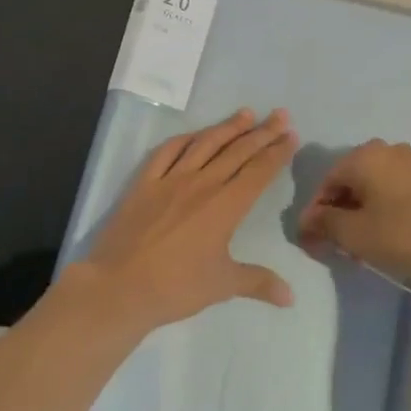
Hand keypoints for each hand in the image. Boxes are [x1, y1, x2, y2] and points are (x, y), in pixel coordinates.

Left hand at [73, 109, 297, 334]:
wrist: (118, 287)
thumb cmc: (175, 287)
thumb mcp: (222, 286)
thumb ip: (258, 282)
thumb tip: (291, 297)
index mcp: (226, 206)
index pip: (258, 172)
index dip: (277, 152)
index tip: (291, 134)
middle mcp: (202, 184)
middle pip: (238, 151)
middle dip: (262, 132)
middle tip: (280, 115)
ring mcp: (171, 179)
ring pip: (205, 144)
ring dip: (228, 127)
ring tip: (246, 113)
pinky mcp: (144, 183)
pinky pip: (167, 152)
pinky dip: (184, 139)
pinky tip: (195, 134)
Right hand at [298, 140, 410, 282]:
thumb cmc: (402, 233)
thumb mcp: (354, 233)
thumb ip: (324, 224)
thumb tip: (306, 220)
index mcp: (362, 156)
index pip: (326, 183)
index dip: (316, 214)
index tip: (313, 242)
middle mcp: (384, 149)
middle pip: (349, 182)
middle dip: (339, 214)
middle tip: (336, 246)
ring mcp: (409, 160)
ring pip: (371, 186)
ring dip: (360, 213)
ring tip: (360, 245)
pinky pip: (392, 189)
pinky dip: (382, 209)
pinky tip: (384, 234)